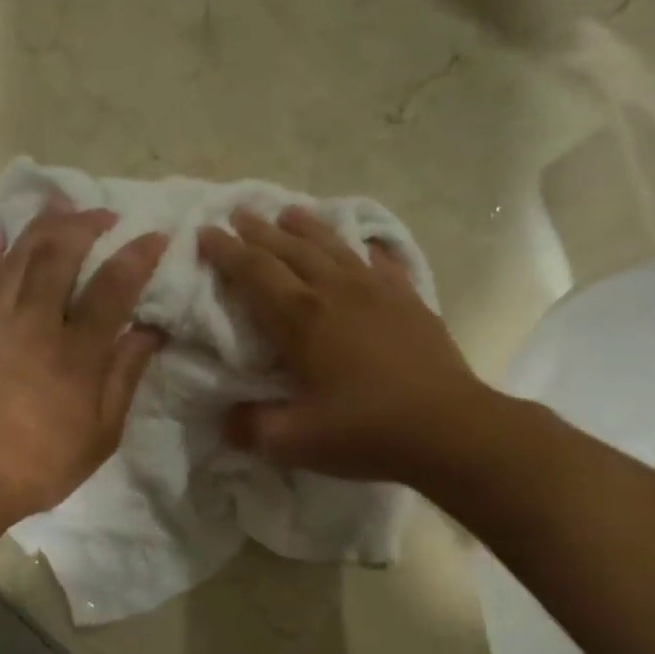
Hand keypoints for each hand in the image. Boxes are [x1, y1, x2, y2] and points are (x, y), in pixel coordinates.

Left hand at [0, 203, 167, 525]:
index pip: (112, 289)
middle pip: (59, 256)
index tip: (154, 236)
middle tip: (103, 214)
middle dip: (84, 224)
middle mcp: (34, 326)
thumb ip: (125, 377)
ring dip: (41, 224)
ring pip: (18, 257)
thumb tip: (150, 331)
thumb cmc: (42, 464)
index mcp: (75, 355)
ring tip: (60, 204)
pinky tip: (1, 229)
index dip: (136, 256)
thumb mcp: (101, 434)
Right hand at [197, 206, 492, 484]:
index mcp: (300, 319)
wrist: (449, 427)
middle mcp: (335, 291)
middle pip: (290, 249)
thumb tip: (226, 419)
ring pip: (333, 247)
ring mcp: (376, 291)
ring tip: (289, 213)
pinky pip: (380, 263)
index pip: (254, 272)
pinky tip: (362, 247)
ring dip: (306, 228)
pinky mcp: (408, 301)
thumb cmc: (365, 431)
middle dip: (259, 230)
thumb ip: (251, 427)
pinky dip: (363, 250)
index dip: (226, 252)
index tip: (205, 232)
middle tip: (238, 213)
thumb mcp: (294, 441)